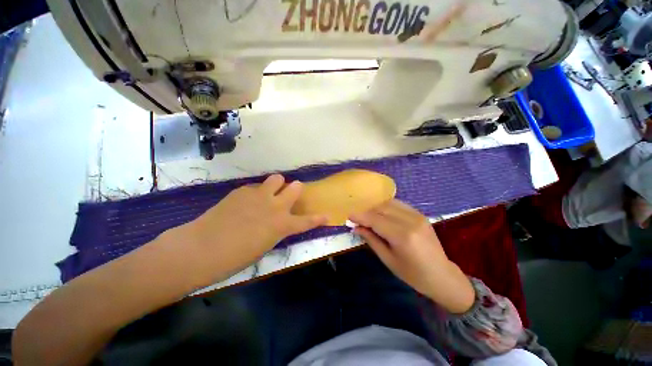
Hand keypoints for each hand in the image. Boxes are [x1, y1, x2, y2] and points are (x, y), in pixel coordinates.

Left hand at [167, 174, 326, 285]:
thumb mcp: (264, 246)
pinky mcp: (243, 190)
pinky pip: (256, 186)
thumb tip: (279, 221)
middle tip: (289, 195)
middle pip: (295, 187)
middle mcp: (275, 206)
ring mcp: (259, 195)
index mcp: (282, 225)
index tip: (326, 216)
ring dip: (277, 185)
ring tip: (269, 193)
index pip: (307, 221)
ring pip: (277, 178)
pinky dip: (256, 192)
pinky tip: (245, 202)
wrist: (201, 248)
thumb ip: (276, 230)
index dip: (319, 218)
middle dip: (295, 190)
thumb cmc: (235, 257)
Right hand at [350, 199, 474, 312]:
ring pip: (389, 203)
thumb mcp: (388, 260)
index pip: (375, 220)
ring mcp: (418, 215)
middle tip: (357, 218)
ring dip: (376, 208)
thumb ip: (371, 240)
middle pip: (382, 208)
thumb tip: (356, 227)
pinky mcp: (420, 214)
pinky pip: (399, 204)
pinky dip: (387, 206)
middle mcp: (410, 221)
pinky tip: (381, 213)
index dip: (360, 216)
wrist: (442, 276)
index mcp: (402, 236)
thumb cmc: (413, 274)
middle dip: (366, 211)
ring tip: (368, 216)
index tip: (349, 216)